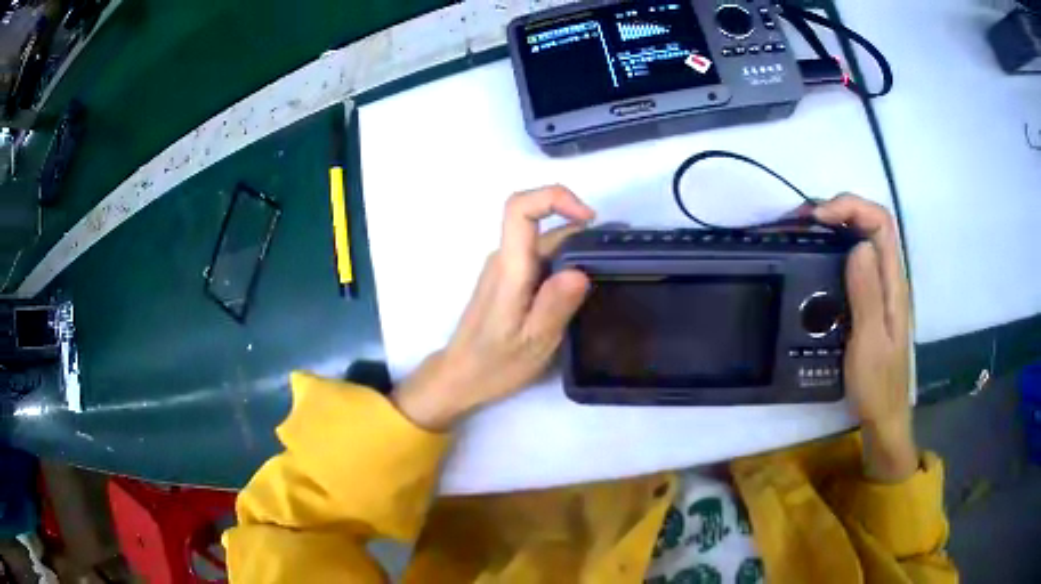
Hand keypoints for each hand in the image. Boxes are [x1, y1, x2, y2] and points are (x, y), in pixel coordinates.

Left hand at [391, 186, 594, 430]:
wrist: (460, 375)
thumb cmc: (495, 363)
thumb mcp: (534, 342)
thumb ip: (555, 305)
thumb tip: (581, 271)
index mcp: (509, 268)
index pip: (519, 209)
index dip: (554, 197)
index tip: (590, 218)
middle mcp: (504, 258)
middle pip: (540, 222)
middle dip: (580, 227)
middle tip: (615, 255)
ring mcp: (505, 267)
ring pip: (543, 239)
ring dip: (576, 245)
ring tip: (606, 271)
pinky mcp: (509, 278)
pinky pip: (540, 256)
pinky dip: (566, 260)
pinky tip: (583, 285)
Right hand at [814, 194, 916, 481]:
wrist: (883, 417)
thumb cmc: (877, 385)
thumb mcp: (870, 343)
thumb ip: (866, 294)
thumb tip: (858, 244)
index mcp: (893, 283)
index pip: (880, 222)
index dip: (850, 207)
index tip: (818, 219)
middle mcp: (889, 278)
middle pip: (870, 224)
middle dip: (838, 211)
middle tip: (801, 222)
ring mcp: (879, 290)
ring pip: (861, 240)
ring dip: (833, 228)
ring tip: (801, 235)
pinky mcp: (869, 301)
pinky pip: (853, 263)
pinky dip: (832, 251)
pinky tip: (813, 262)